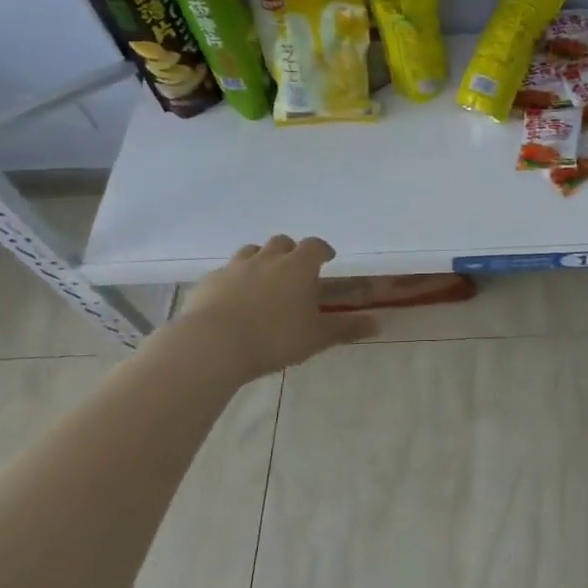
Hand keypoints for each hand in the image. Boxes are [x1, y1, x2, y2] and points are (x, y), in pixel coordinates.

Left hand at [175, 235, 377, 370]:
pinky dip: (234, 279)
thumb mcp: (317, 337)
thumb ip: (347, 328)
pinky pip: (226, 272)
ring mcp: (234, 268)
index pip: (315, 246)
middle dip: (290, 251)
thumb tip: (379, 323)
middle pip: (281, 242)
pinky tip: (233, 299)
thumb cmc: (274, 338)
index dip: (323, 250)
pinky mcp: (209, 282)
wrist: (212, 345)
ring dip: (261, 260)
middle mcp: (267, 259)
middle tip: (295, 270)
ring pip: (251, 252)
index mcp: (298, 266)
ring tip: (264, 280)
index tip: (327, 258)